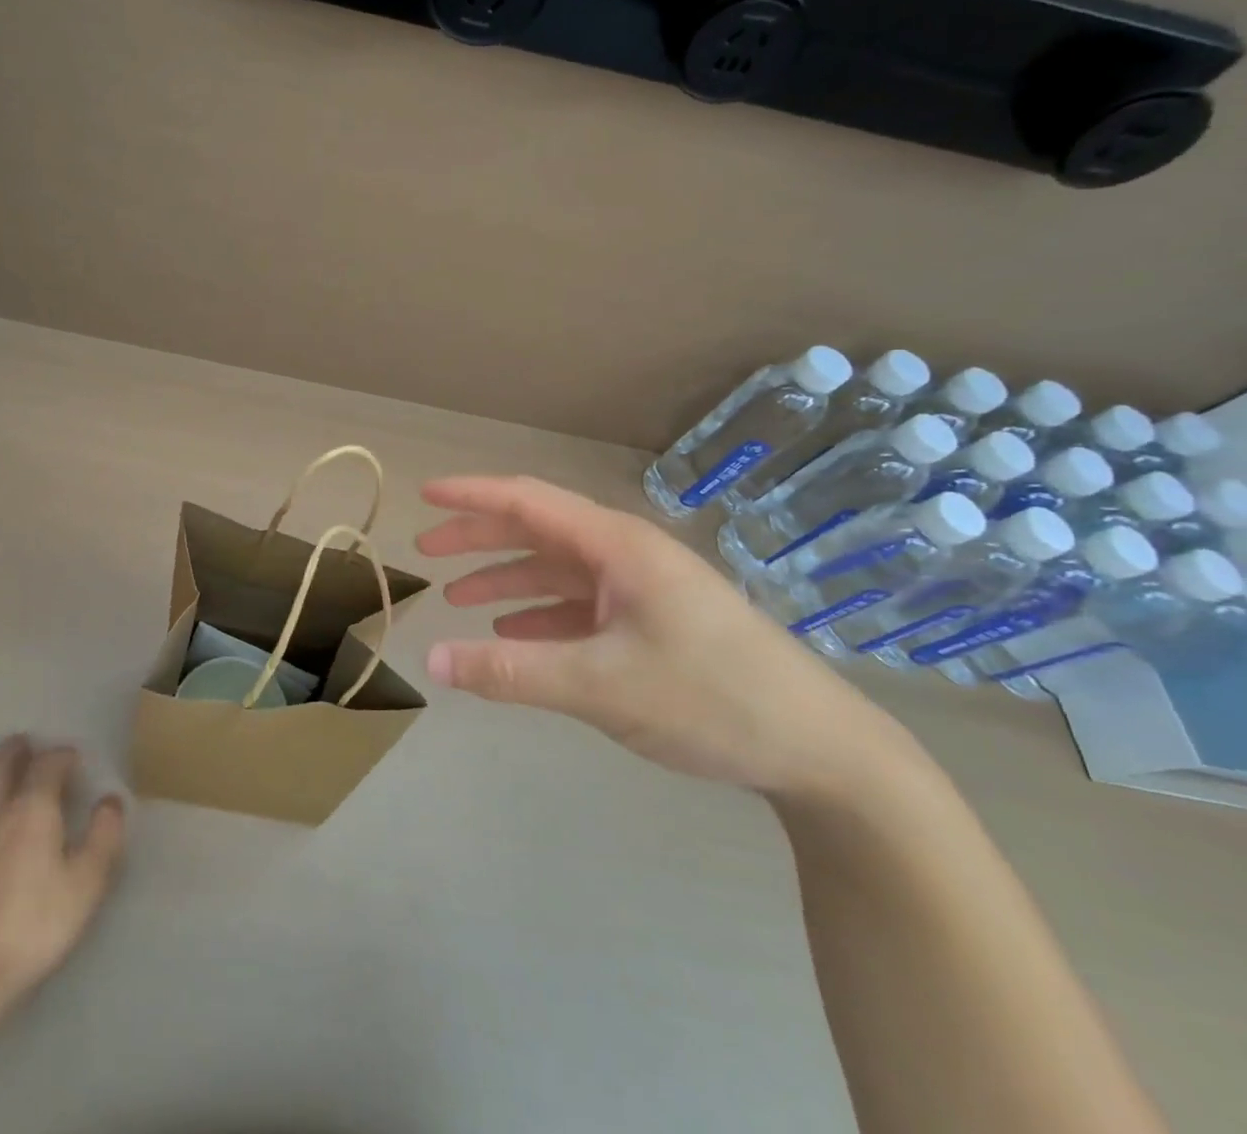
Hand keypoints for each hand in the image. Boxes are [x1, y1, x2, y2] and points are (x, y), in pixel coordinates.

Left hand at [0, 736, 126, 1005]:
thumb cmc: (38, 921)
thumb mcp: (88, 879)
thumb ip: (104, 834)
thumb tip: (110, 801)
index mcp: (34, 807)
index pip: (48, 765)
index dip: (62, 756)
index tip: (75, 758)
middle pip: (0, 768)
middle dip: (13, 752)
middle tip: (23, 743)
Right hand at [415, 475, 906, 795]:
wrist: (822, 750)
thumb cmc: (711, 698)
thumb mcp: (600, 685)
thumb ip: (510, 671)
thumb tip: (430, 661)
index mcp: (616, 546)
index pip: (527, 501)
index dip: (471, 495)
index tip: (424, 495)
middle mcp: (626, 555)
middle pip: (537, 531)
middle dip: (478, 538)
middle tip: (426, 552)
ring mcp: (642, 589)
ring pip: (556, 570)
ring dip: (505, 579)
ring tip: (457, 598)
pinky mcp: (652, 622)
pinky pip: (579, 606)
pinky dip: (539, 614)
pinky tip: (513, 634)